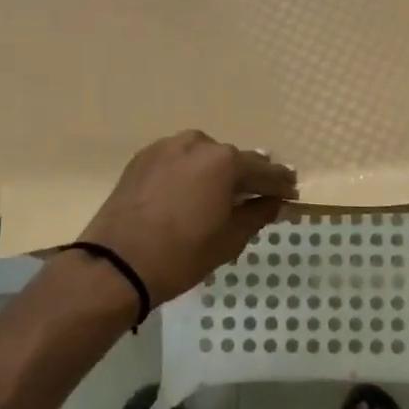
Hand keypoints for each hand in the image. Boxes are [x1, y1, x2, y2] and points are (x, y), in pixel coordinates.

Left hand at [77, 131, 297, 306]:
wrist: (116, 265)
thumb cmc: (182, 255)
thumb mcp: (230, 239)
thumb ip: (258, 214)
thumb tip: (276, 203)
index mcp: (225, 162)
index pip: (264, 170)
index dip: (281, 184)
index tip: (292, 193)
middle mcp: (198, 143)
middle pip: (234, 160)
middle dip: (249, 176)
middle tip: (261, 194)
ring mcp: (166, 148)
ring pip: (204, 156)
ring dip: (217, 172)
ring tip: (224, 193)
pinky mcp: (143, 158)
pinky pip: (179, 161)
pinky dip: (191, 172)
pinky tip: (192, 191)